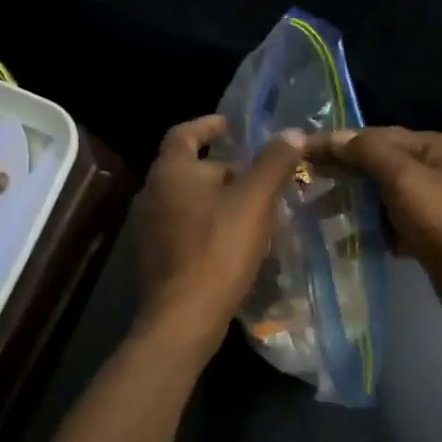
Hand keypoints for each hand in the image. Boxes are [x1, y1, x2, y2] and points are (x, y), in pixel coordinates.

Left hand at [132, 115, 304, 357]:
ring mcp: (148, 227)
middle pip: (187, 167)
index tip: (232, 127)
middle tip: (256, 174)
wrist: (184, 317)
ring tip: (251, 206)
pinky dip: (206, 222)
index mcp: (171, 172)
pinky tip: (233, 238)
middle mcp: (152, 193)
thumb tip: (293, 132)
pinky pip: (183, 225)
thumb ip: (274, 163)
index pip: (184, 133)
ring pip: (186, 199)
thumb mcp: (255, 201)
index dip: (209, 125)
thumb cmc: (218, 249)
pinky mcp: (154, 255)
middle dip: (221, 166)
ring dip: (215, 197)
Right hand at [304, 127, 441, 325]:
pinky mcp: (431, 236)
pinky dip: (371, 229)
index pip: (376, 136)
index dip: (338, 143)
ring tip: (315, 214)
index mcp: (433, 147)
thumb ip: (368, 153)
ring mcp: (435, 204)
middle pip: (379, 164)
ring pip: (383, 196)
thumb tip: (334, 137)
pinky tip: (345, 242)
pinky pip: (392, 225)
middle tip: (302, 181)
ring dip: (352, 202)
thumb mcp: (405, 179)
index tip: (300, 152)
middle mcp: (435, 170)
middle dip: (343, 172)